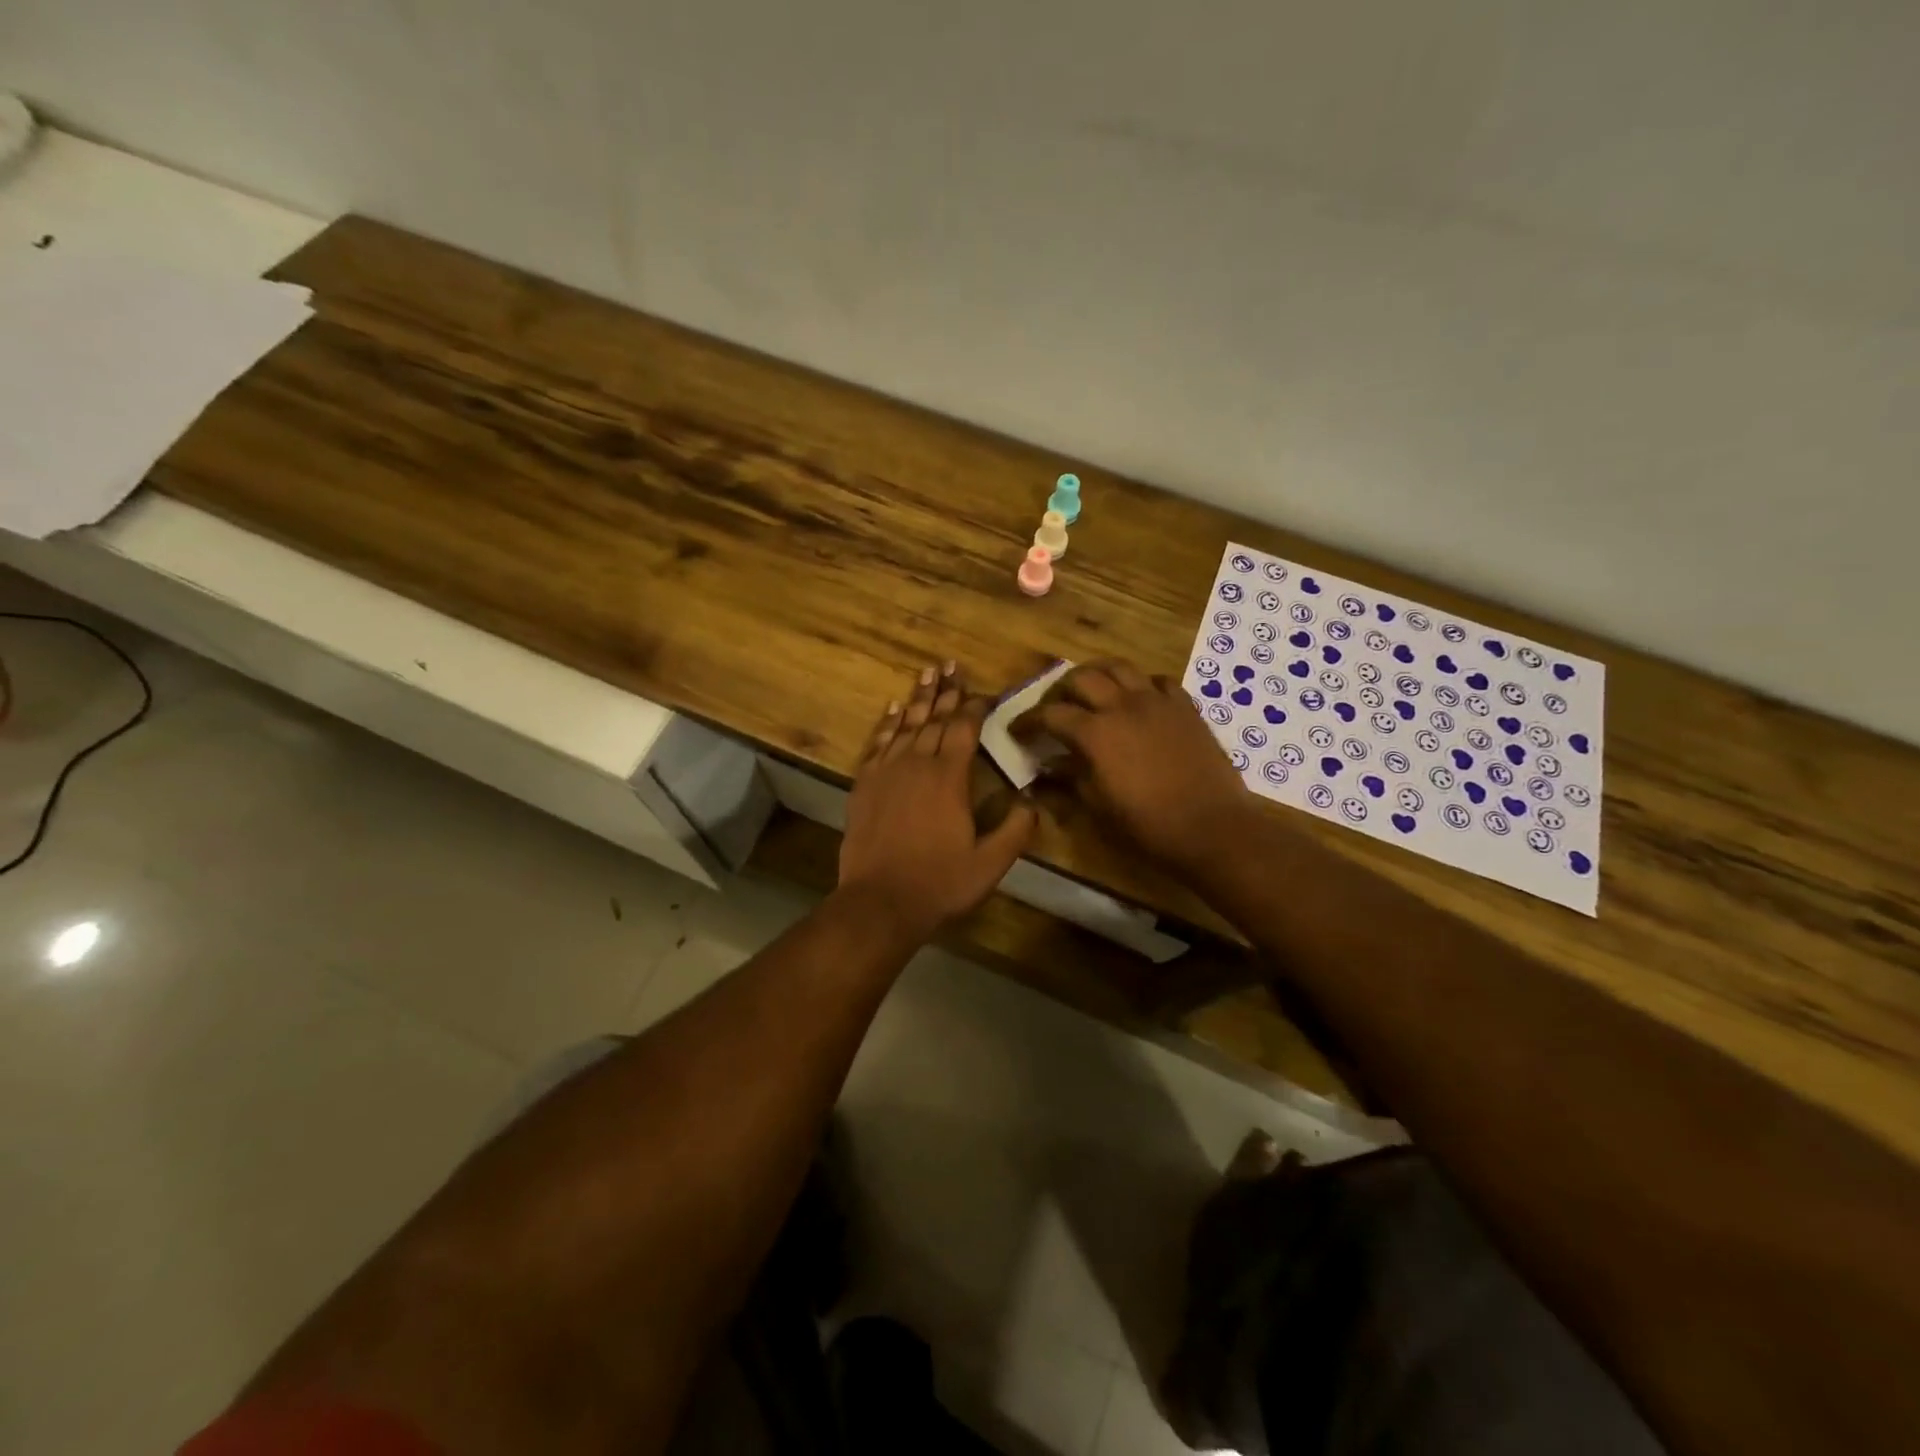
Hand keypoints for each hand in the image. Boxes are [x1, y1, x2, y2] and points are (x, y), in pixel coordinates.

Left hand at [839, 663, 1037, 939]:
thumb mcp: (990, 864)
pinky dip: (887, 724)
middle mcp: (917, 764)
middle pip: (934, 718)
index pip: (964, 729)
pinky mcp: (863, 785)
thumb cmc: (939, 883)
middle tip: (951, 665)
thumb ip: (1016, 830)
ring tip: (927, 673)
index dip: (975, 707)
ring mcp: (886, 772)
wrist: (879, 902)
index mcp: (949, 778)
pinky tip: (893, 709)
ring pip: (905, 725)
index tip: (984, 691)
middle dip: (946, 692)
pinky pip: (877, 743)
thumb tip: (1032, 800)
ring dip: (918, 698)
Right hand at [1013, 658, 1249, 875]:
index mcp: (1095, 732)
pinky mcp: (1184, 706)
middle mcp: (1122, 705)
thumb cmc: (1148, 824)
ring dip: (1098, 675)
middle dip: (1060, 690)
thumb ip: (1070, 777)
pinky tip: (1138, 700)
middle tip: (1055, 708)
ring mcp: (1157, 701)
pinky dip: (1141, 684)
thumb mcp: (1099, 805)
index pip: (1050, 714)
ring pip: (1119, 667)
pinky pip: (1158, 681)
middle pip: (1082, 678)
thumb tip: (1047, 765)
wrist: (1211, 826)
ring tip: (1092, 691)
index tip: (1018, 730)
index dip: (1028, 720)